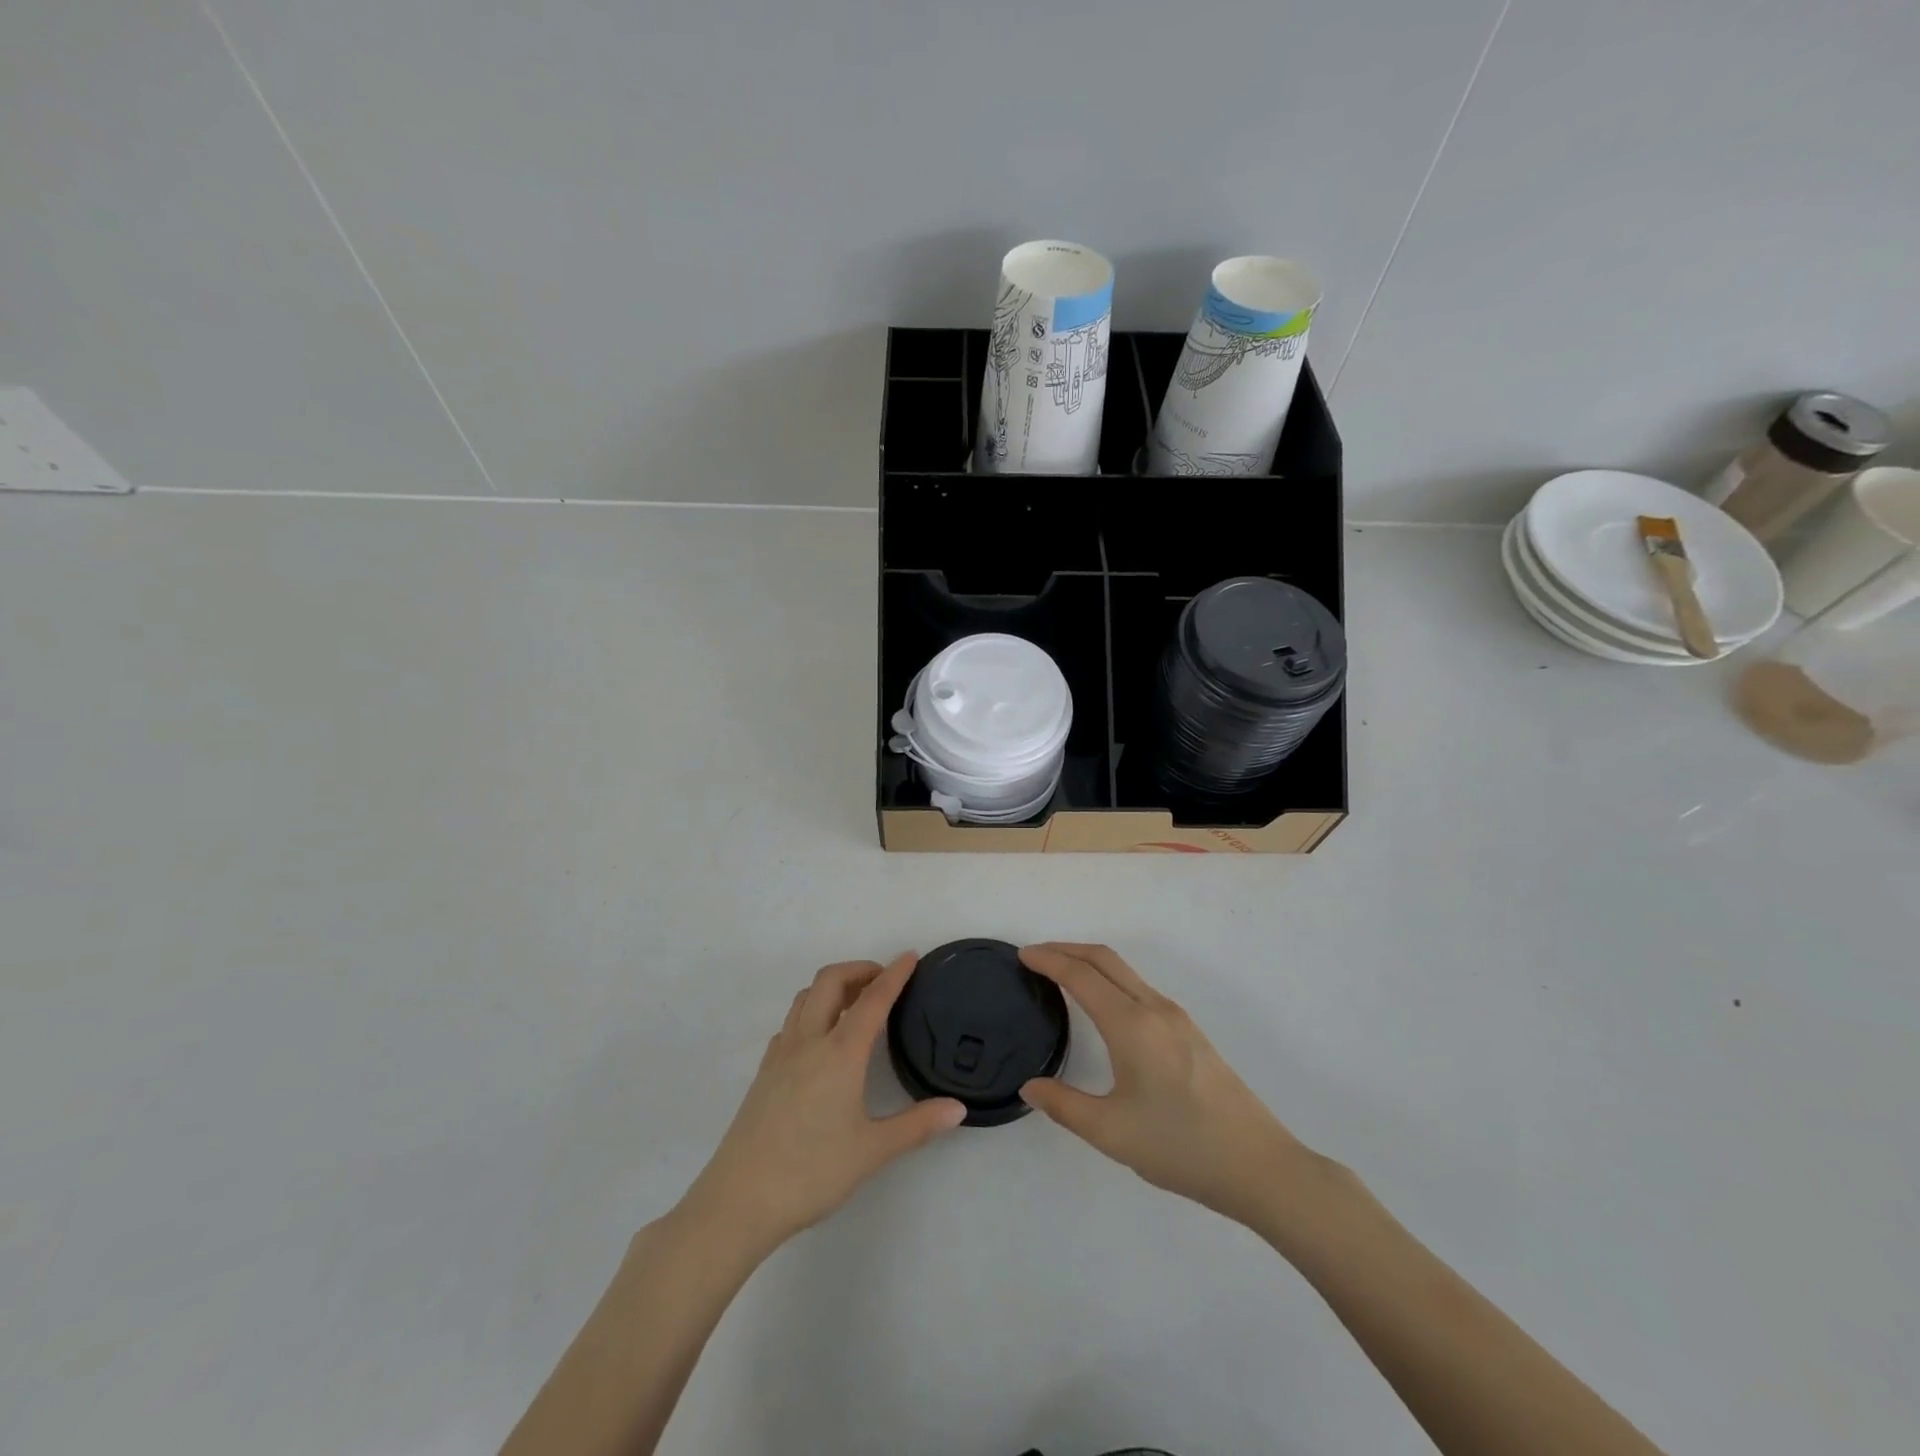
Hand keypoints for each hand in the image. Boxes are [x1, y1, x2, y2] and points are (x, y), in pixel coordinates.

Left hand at [681, 954, 965, 1256]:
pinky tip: (821, 1039)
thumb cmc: (811, 1172)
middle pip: (831, 980)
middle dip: (859, 969)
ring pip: (806, 997)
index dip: (894, 974)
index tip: (911, 956)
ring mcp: (781, 1054)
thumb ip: (917, 1125)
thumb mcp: (872, 1152)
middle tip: (883, 980)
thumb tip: (958, 1108)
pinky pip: (791, 1022)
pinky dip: (812, 1011)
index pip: (873, 999)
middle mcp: (809, 1041)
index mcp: (840, 1053)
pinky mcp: (764, 1071)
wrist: (739, 1201)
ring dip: (833, 986)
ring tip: (855, 1003)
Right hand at [1018, 943, 1312, 1228]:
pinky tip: (1104, 1005)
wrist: (1259, 1166)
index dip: (1049, 960)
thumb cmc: (1180, 1146)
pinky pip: (1141, 988)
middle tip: (1036, 956)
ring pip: (1126, 972)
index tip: (1022, 955)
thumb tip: (1030, 1086)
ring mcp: (1177, 1018)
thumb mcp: (1111, 1132)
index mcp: (1131, 1025)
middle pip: (1106, 959)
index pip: (1081, 976)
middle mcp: (1155, 1008)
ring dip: (1091, 963)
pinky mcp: (1191, 1032)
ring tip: (1063, 975)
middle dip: (1067, 949)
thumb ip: (1064, 1105)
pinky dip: (1112, 980)